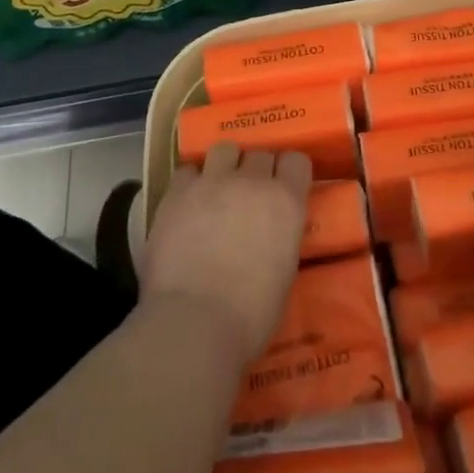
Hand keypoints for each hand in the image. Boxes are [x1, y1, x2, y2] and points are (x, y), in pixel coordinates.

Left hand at [138, 143, 311, 367]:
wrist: (194, 322)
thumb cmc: (250, 314)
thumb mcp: (283, 272)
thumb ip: (280, 238)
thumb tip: (269, 235)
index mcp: (286, 201)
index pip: (296, 161)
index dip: (289, 173)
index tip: (283, 187)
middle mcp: (252, 181)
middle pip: (259, 153)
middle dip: (256, 170)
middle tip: (249, 195)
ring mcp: (212, 182)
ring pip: (224, 149)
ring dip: (224, 165)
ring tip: (217, 189)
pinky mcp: (177, 193)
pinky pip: (187, 171)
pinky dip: (191, 183)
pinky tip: (188, 204)